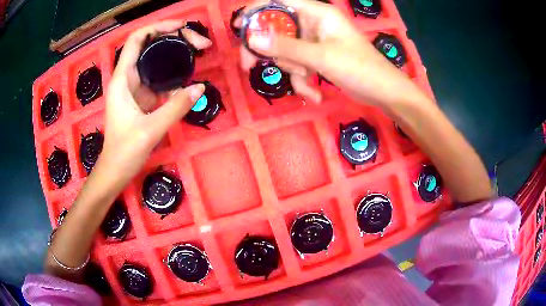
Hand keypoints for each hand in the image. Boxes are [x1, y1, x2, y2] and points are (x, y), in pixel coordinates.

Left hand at [97, 20, 211, 183]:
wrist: (115, 171)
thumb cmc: (124, 152)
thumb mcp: (151, 129)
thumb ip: (176, 107)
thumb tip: (199, 87)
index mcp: (122, 79)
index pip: (137, 39)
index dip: (158, 26)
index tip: (181, 27)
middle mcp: (127, 79)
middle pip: (149, 46)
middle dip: (173, 39)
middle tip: (198, 43)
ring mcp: (134, 88)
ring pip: (154, 62)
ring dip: (174, 56)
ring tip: (197, 54)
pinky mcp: (140, 98)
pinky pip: (157, 80)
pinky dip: (172, 76)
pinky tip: (185, 80)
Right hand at [237, 0, 427, 106]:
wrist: (383, 92)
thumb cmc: (359, 68)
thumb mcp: (321, 57)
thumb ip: (286, 46)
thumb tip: (252, 38)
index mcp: (317, 13)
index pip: (279, 2)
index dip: (257, 10)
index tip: (239, 26)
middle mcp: (313, 23)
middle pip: (277, 29)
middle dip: (268, 50)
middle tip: (249, 66)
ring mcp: (314, 41)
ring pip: (286, 51)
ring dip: (292, 70)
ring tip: (308, 82)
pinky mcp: (317, 58)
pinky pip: (298, 65)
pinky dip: (303, 81)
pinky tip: (315, 93)